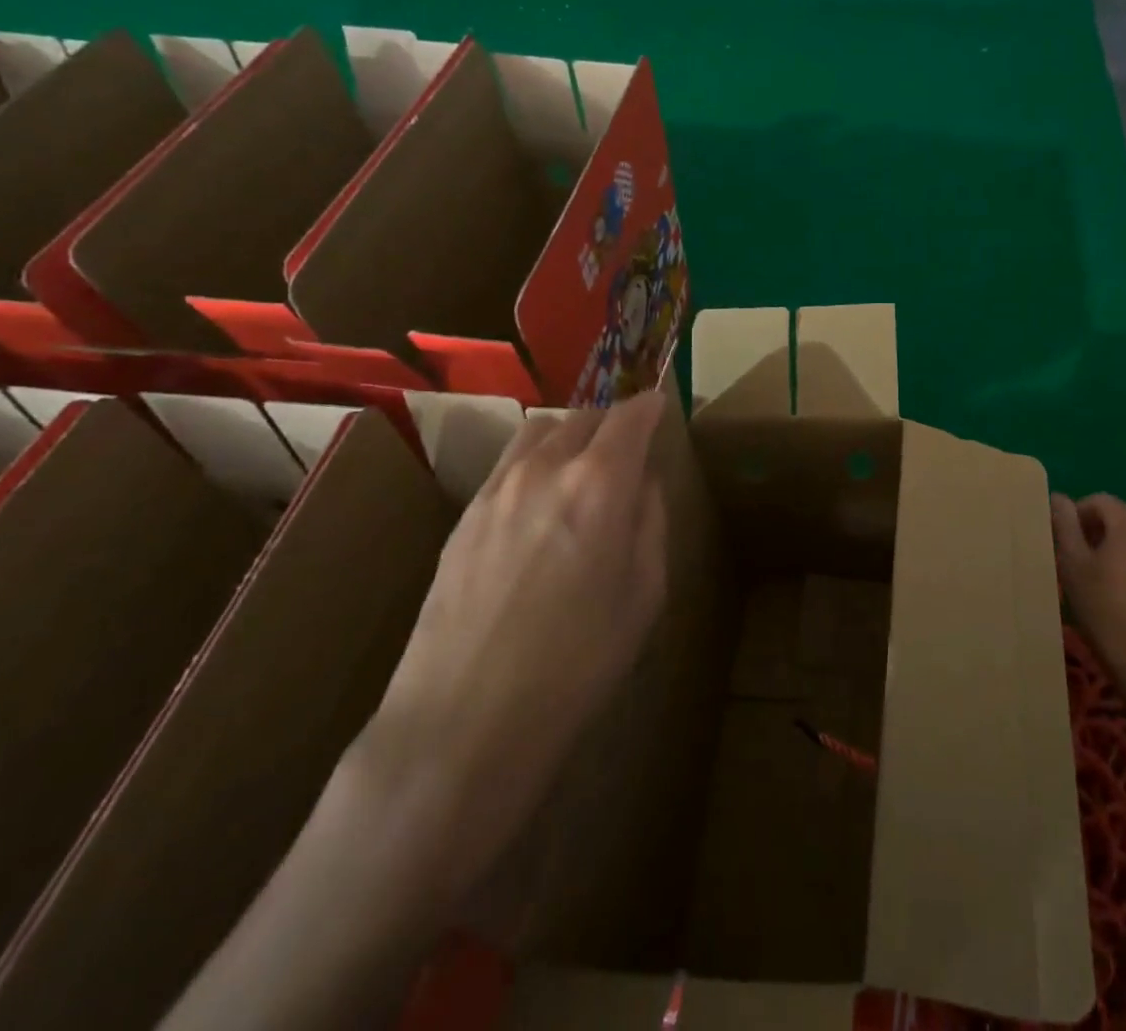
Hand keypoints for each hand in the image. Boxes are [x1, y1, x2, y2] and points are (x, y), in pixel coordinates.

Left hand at [348, 392, 671, 894]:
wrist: (465, 720)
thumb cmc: (578, 662)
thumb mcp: (644, 594)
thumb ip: (649, 523)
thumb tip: (642, 483)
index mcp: (600, 484)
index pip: (630, 418)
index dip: (650, 407)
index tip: (661, 406)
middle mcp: (546, 469)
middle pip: (584, 417)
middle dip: (613, 422)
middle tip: (629, 447)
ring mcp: (497, 489)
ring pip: (541, 431)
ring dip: (570, 435)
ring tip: (582, 468)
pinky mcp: (464, 516)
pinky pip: (508, 464)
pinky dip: (536, 461)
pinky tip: (540, 501)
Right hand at [1052, 492, 1125, 736]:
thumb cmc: (1105, 609)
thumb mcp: (1072, 564)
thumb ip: (1064, 525)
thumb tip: (1059, 498)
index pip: (1098, 502)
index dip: (1076, 516)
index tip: (1063, 542)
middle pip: (1122, 521)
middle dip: (1099, 535)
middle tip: (1080, 563)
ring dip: (1122, 554)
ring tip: (1105, 583)